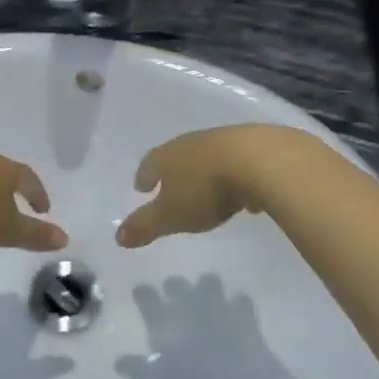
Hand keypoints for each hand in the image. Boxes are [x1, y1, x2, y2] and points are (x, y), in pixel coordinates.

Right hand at [115, 125, 316, 247]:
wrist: (260, 161)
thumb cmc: (206, 189)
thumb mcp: (171, 215)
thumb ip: (145, 226)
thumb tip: (118, 236)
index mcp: (167, 156)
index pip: (149, 164)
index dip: (144, 176)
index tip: (141, 186)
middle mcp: (192, 143)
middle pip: (177, 156)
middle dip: (172, 171)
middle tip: (169, 185)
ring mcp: (224, 142)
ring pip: (207, 156)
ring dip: (204, 172)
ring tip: (206, 189)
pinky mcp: (255, 147)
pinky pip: (237, 162)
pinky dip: (234, 176)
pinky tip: (243, 192)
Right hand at [115, 275, 266, 378]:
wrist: (234, 374)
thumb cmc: (191, 376)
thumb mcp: (158, 376)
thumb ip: (137, 367)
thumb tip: (116, 363)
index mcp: (163, 314)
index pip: (144, 294)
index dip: (142, 293)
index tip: (141, 294)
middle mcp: (186, 300)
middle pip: (175, 282)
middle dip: (174, 287)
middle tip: (176, 298)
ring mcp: (215, 301)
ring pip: (208, 280)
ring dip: (208, 287)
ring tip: (209, 298)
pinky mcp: (240, 309)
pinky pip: (241, 298)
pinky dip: (239, 304)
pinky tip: (239, 311)